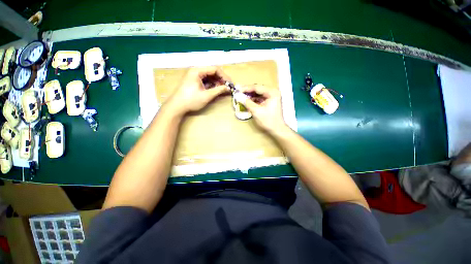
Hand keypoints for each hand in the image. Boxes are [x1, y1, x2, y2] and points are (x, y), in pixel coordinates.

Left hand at [165, 67, 229, 114]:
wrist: (176, 106)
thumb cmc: (191, 100)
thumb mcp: (207, 95)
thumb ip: (219, 90)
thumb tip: (229, 88)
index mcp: (197, 71)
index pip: (215, 69)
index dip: (224, 76)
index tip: (230, 84)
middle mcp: (196, 71)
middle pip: (212, 72)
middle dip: (221, 79)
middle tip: (227, 87)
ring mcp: (194, 76)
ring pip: (209, 76)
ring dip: (217, 82)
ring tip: (222, 89)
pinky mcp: (193, 81)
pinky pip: (205, 80)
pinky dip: (211, 84)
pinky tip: (215, 90)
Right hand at [238, 84, 287, 133]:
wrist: (277, 129)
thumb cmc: (268, 120)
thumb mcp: (256, 111)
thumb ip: (247, 103)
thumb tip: (238, 96)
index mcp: (272, 92)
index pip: (257, 87)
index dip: (246, 88)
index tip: (237, 89)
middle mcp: (273, 92)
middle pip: (257, 89)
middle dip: (247, 91)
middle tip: (238, 92)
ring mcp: (272, 96)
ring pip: (258, 93)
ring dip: (250, 95)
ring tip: (241, 96)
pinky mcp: (270, 101)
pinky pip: (260, 98)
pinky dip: (253, 99)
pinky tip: (247, 101)